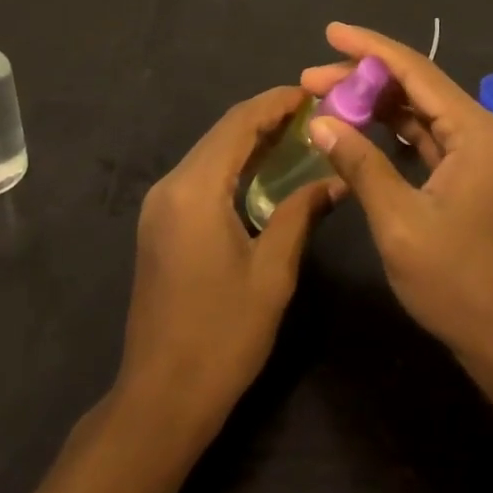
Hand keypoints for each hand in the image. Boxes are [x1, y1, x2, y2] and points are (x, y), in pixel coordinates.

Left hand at [117, 86, 341, 441]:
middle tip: (311, 113)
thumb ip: (300, 215)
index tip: (311, 93)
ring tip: (295, 134)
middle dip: (265, 117)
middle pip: (221, 134)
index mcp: (195, 189)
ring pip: (210, 153)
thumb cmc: (222, 336)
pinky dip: (233, 165)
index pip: (238, 124)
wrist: (160, 399)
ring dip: (249, 140)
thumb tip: (333, 181)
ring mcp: (160, 205)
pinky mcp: (159, 224)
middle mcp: (170, 186)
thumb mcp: (272, 273)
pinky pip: (201, 176)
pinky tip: (263, 171)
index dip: (275, 103)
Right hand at [300, 23, 492, 371]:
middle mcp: (480, 130)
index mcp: (474, 131)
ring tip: (326, 98)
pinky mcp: (468, 176)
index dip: (369, 48)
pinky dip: (391, 130)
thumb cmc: (459, 283)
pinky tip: (359, 128)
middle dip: (363, 77)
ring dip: (375, 103)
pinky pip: (425, 137)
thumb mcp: (399, 221)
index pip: (415, 70)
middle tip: (311, 78)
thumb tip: (321, 122)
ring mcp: (476, 153)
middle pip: (416, 86)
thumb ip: (360, 163)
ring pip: (419, 111)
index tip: (330, 32)